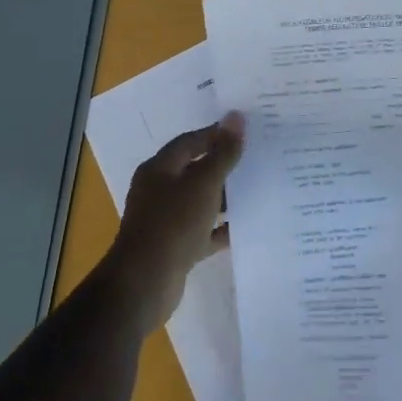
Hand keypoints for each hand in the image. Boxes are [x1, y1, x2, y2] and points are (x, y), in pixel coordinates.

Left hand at [104, 113, 243, 332]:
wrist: (145, 283)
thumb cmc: (173, 223)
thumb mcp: (203, 183)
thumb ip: (222, 153)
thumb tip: (236, 117)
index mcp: (159, 169)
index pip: (190, 142)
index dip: (216, 134)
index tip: (245, 131)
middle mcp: (159, 191)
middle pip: (195, 170)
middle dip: (223, 165)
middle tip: (256, 157)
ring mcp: (166, 221)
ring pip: (200, 201)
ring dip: (224, 197)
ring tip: (256, 189)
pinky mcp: (175, 247)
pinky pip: (203, 231)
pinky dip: (221, 228)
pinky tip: (245, 226)